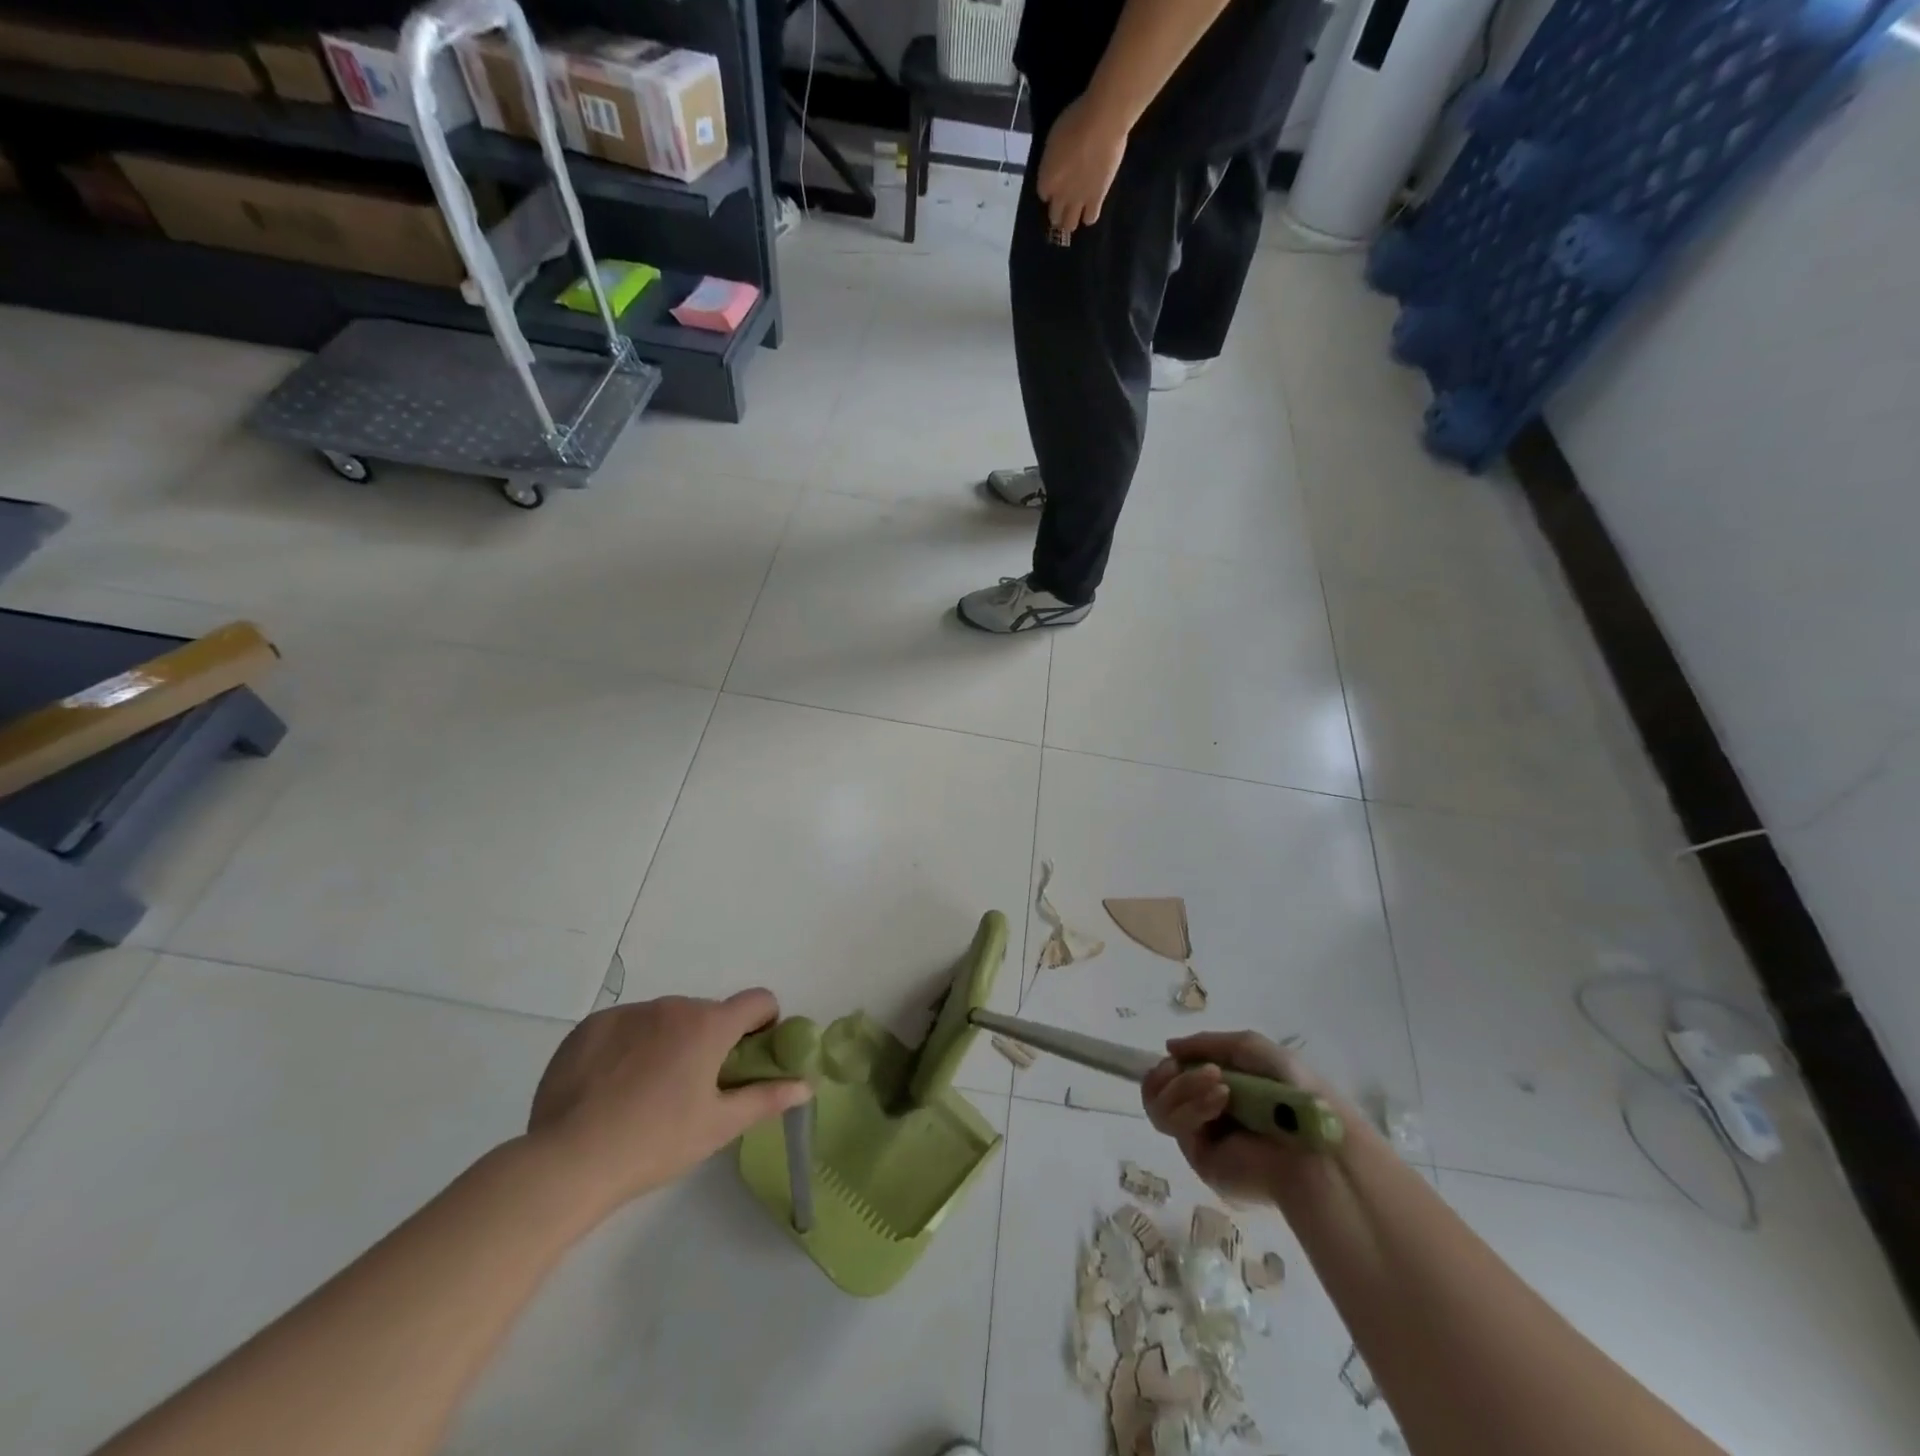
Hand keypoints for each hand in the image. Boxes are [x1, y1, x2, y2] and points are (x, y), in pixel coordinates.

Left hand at [528, 990, 810, 1216]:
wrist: (566, 1162)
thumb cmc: (655, 1143)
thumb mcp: (718, 1126)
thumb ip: (766, 1098)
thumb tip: (806, 1084)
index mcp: (708, 1025)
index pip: (758, 1000)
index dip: (764, 1024)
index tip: (751, 1057)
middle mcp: (672, 1006)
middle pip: (707, 1013)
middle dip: (711, 1040)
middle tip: (695, 1088)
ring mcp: (627, 1012)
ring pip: (664, 1019)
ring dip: (669, 1041)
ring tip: (646, 1093)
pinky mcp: (589, 1026)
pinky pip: (624, 1026)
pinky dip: (629, 1046)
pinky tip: (610, 1088)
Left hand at [1036, 93, 1129, 234]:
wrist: (1102, 122)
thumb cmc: (1075, 120)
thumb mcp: (1053, 138)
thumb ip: (1052, 160)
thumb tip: (1056, 167)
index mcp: (1046, 179)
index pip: (1043, 194)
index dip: (1049, 189)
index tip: (1054, 184)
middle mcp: (1059, 195)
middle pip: (1054, 215)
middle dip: (1057, 212)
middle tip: (1064, 206)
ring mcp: (1078, 200)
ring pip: (1070, 224)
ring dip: (1071, 220)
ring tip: (1076, 213)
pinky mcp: (1097, 199)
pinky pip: (1091, 218)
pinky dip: (1089, 215)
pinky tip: (1091, 208)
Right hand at [1142, 1031, 1337, 1203]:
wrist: (1312, 1138)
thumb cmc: (1290, 1088)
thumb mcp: (1249, 1048)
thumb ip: (1206, 1043)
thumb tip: (1168, 1048)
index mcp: (1218, 1091)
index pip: (1173, 1078)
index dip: (1168, 1066)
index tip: (1175, 1056)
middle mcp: (1205, 1114)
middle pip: (1157, 1091)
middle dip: (1172, 1076)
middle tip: (1195, 1069)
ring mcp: (1200, 1138)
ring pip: (1159, 1106)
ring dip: (1184, 1085)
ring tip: (1218, 1082)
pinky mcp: (1199, 1160)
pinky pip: (1174, 1125)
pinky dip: (1192, 1105)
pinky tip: (1221, 1099)